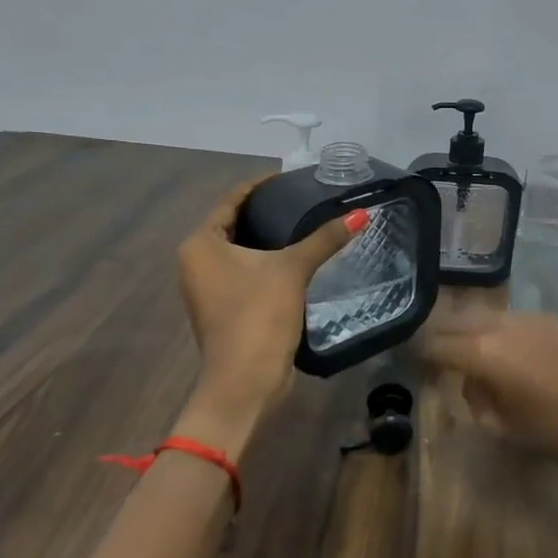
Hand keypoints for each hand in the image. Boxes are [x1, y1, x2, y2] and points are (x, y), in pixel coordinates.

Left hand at [174, 178, 362, 450]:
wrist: (245, 381)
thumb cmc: (258, 316)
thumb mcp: (292, 270)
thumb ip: (324, 239)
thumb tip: (362, 213)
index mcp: (201, 244)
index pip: (232, 201)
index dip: (260, 186)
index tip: (290, 176)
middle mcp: (196, 261)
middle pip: (234, 223)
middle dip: (265, 210)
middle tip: (302, 197)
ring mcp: (206, 287)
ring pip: (239, 250)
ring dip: (267, 237)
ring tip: (303, 222)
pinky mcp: (223, 307)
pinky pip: (244, 271)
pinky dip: (265, 261)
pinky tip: (295, 258)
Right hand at [420, 309, 557, 475]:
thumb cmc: (555, 433)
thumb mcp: (502, 426)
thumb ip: (476, 398)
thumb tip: (470, 381)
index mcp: (482, 352)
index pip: (435, 344)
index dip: (420, 354)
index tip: (414, 364)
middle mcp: (500, 324)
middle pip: (456, 321)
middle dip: (443, 337)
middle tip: (439, 358)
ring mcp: (529, 317)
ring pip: (485, 315)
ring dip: (473, 331)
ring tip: (475, 356)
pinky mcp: (552, 319)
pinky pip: (513, 319)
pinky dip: (502, 331)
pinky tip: (512, 353)